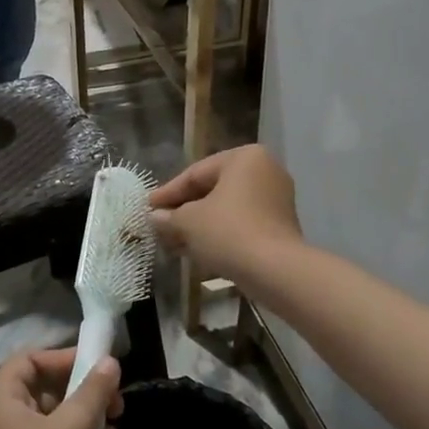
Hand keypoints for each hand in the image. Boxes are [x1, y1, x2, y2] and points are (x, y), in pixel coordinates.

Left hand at [0, 348, 125, 428]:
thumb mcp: (75, 427)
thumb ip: (94, 390)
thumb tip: (109, 361)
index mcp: (4, 400)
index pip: (29, 360)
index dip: (62, 358)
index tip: (95, 365)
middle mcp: (7, 420)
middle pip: (53, 393)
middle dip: (90, 402)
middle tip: (119, 408)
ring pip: (64, 426)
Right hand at [149, 145, 302, 283]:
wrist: (275, 271)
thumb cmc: (228, 232)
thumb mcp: (188, 222)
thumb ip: (168, 217)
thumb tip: (154, 218)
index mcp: (244, 158)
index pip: (195, 173)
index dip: (168, 193)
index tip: (148, 208)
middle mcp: (265, 171)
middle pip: (212, 190)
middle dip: (183, 211)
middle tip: (159, 226)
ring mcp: (276, 199)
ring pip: (226, 209)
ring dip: (199, 225)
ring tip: (173, 243)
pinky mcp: (280, 226)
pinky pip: (242, 223)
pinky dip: (219, 234)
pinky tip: (197, 251)